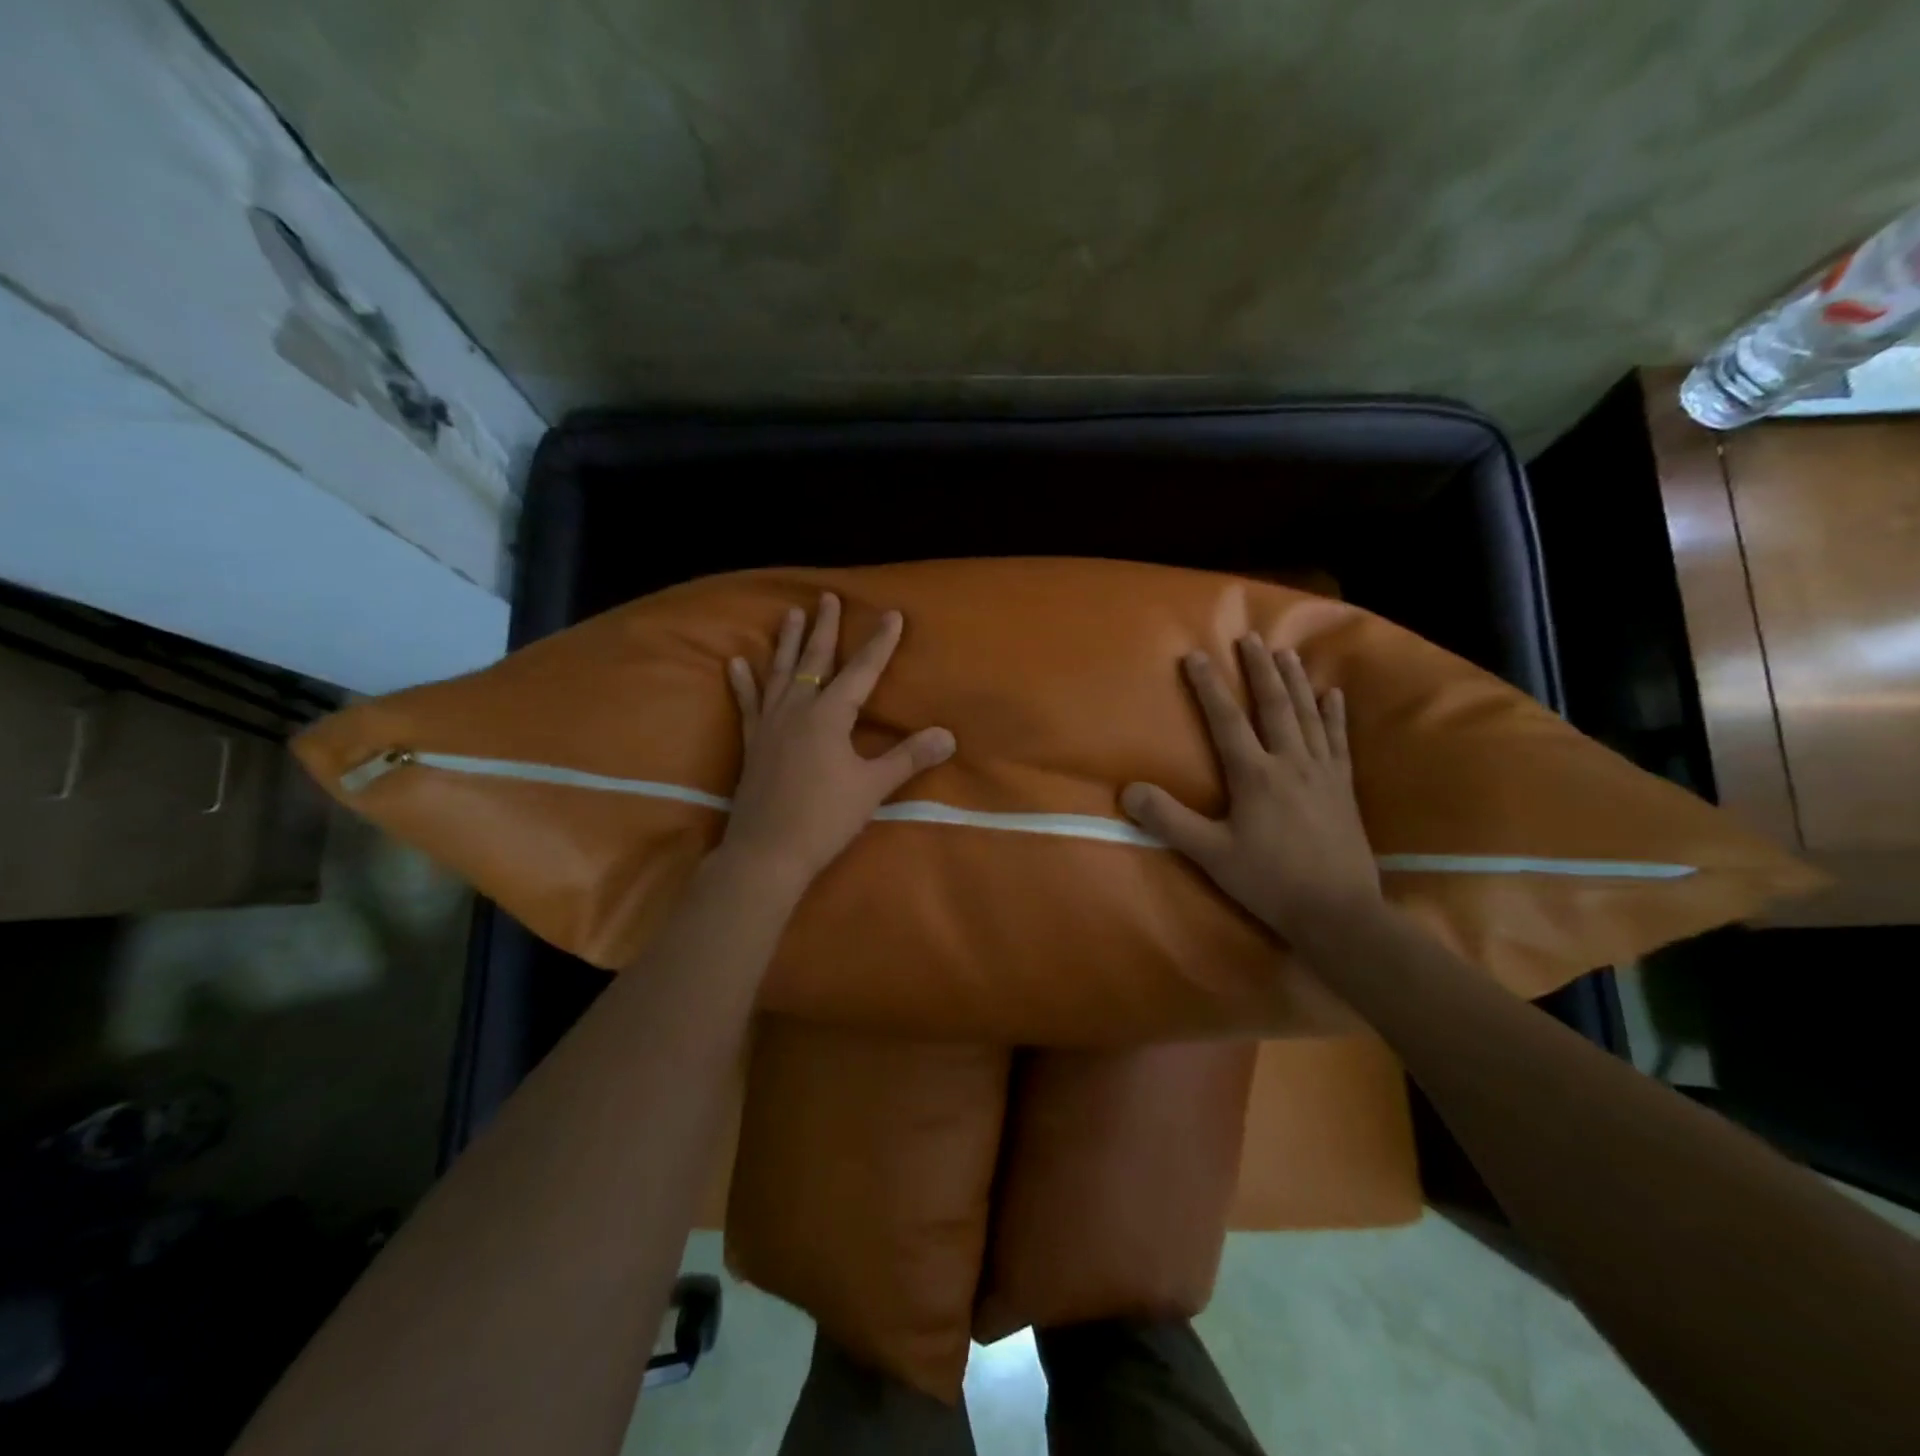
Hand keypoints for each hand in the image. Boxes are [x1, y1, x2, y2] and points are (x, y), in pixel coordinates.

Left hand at [720, 593, 955, 889]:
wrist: (767, 853)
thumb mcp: (872, 787)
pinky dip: (743, 683)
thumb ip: (908, 757)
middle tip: (827, 597)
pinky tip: (735, 663)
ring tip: (790, 614)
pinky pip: (748, 704)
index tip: (892, 614)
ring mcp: (770, 724)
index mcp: (828, 716)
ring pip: (779, 673)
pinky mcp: (752, 743)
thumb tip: (948, 735)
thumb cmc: (824, 819)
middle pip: (814, 660)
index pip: (861, 671)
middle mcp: (797, 710)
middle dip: (825, 628)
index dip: (879, 643)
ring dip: (786, 643)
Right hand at [1121, 637, 1380, 939]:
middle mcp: (1290, 763)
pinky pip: (1338, 741)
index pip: (1226, 720)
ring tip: (1286, 653)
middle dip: (1259, 670)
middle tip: (1250, 638)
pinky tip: (1333, 695)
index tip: (1195, 655)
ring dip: (1295, 682)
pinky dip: (1334, 715)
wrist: (1338, 912)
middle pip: (1273, 706)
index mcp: (1255, 775)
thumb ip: (1169, 820)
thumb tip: (1128, 790)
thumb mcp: (1210, 854)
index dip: (1208, 686)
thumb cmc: (1269, 881)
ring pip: (1307, 715)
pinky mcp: (1344, 788)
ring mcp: (1322, 773)